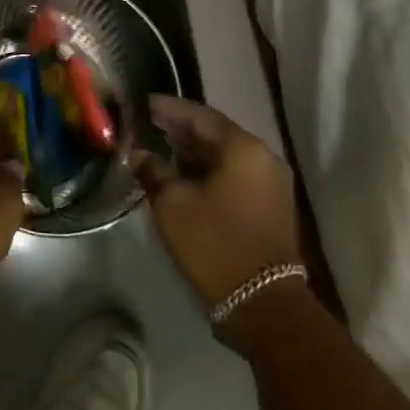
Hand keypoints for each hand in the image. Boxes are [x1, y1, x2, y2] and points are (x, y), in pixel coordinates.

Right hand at [132, 94, 302, 319]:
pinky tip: (183, 175)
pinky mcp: (271, 206)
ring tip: (161, 148)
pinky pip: (235, 175)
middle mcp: (263, 157)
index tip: (143, 103)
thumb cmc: (215, 244)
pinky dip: (209, 170)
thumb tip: (139, 154)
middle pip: (215, 133)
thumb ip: (153, 170)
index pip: (199, 115)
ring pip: (225, 155)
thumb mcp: (172, 204)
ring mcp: (271, 183)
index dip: (168, 108)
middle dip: (181, 129)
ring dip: (194, 151)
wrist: (264, 306)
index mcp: (243, 147)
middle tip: (149, 124)